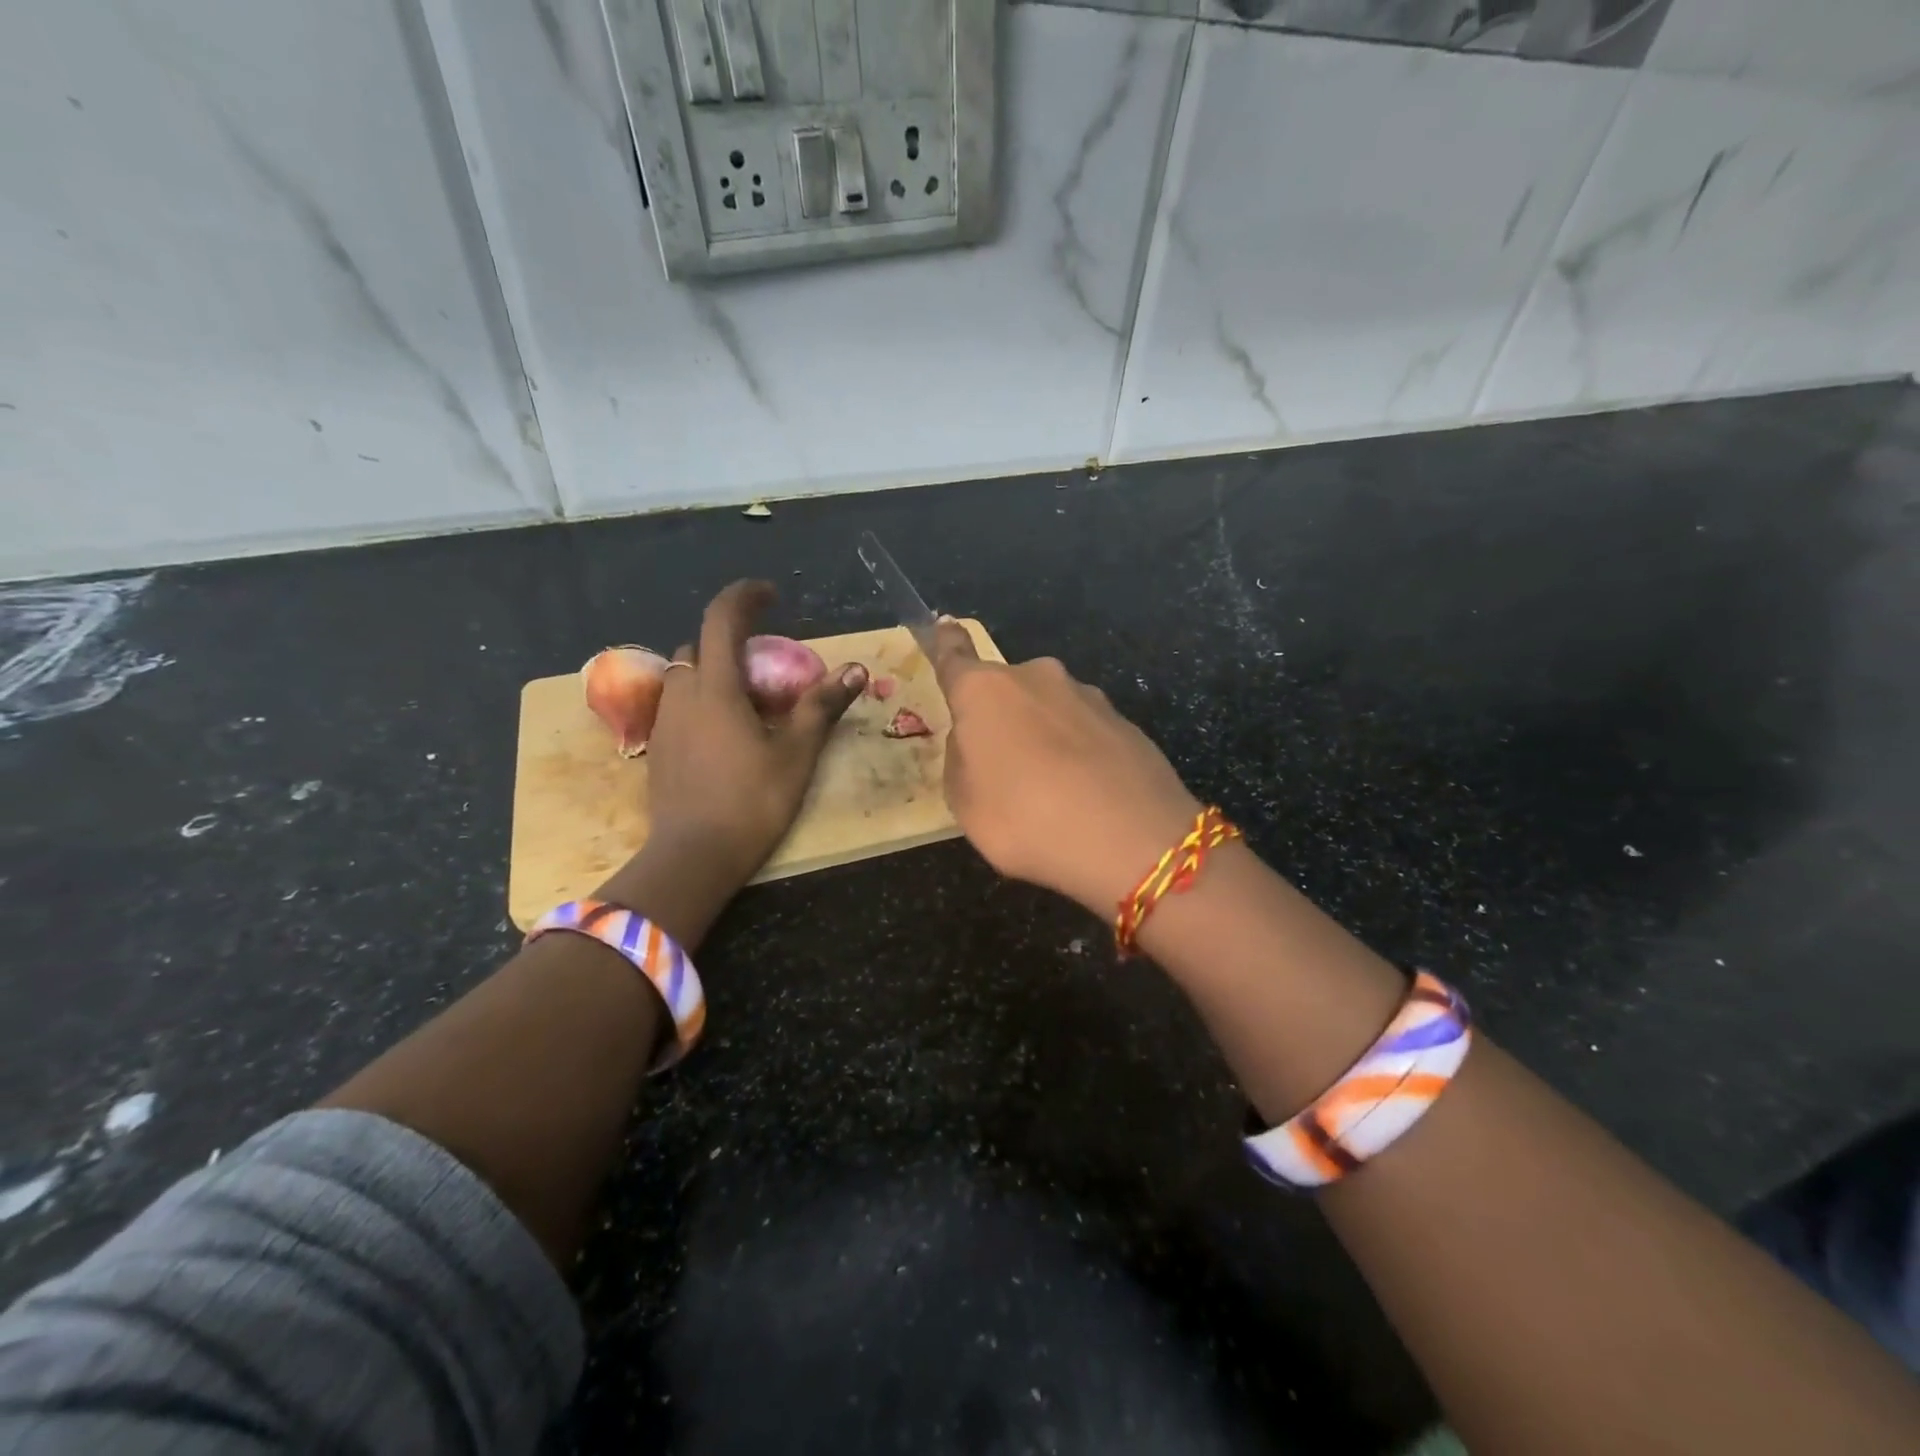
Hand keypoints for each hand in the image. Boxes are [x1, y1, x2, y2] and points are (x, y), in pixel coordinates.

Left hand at [605, 581, 865, 921]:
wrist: (693, 857)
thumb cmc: (751, 801)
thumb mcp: (796, 753)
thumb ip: (822, 706)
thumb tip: (857, 669)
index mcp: (715, 687)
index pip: (721, 619)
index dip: (746, 597)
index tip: (772, 595)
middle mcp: (682, 695)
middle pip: (699, 647)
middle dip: (731, 643)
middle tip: (768, 668)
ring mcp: (664, 723)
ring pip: (686, 677)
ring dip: (715, 673)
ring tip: (749, 703)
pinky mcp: (658, 749)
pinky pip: (679, 706)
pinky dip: (702, 702)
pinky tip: (726, 734)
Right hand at [933, 618, 1200, 916]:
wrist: (1130, 839)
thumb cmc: (1025, 818)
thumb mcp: (965, 803)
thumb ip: (962, 761)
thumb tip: (976, 740)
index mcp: (986, 690)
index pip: (955, 655)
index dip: (945, 643)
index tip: (943, 624)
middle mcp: (1037, 678)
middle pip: (1007, 690)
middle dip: (1002, 718)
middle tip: (1003, 769)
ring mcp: (1087, 696)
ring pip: (1050, 710)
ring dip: (1043, 736)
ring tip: (1051, 792)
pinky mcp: (1125, 722)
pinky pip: (1085, 733)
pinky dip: (1079, 754)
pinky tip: (1086, 795)